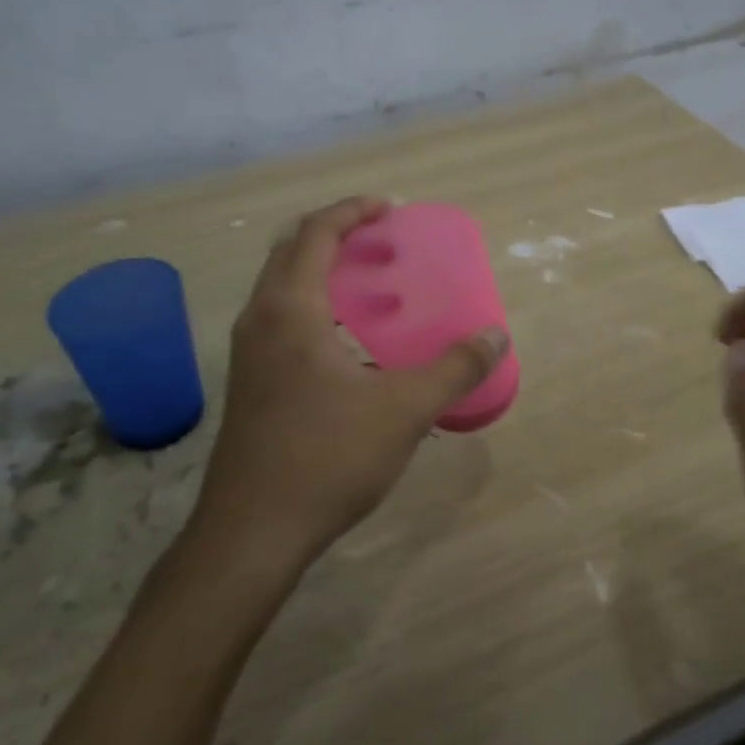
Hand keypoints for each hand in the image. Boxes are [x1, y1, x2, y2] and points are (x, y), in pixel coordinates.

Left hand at [189, 196, 509, 580]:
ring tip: (370, 283)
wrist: (251, 535)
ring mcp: (248, 353)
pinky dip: (313, 305)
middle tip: (381, 240)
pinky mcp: (249, 383)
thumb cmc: (326, 458)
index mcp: (290, 309)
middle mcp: (260, 319)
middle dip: (336, 233)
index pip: (316, 233)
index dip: (353, 211)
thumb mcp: (404, 410)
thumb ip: (454, 369)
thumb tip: (496, 337)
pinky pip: (280, 318)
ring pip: (281, 286)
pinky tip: (349, 342)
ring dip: (321, 270)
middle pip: (291, 249)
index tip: (390, 209)